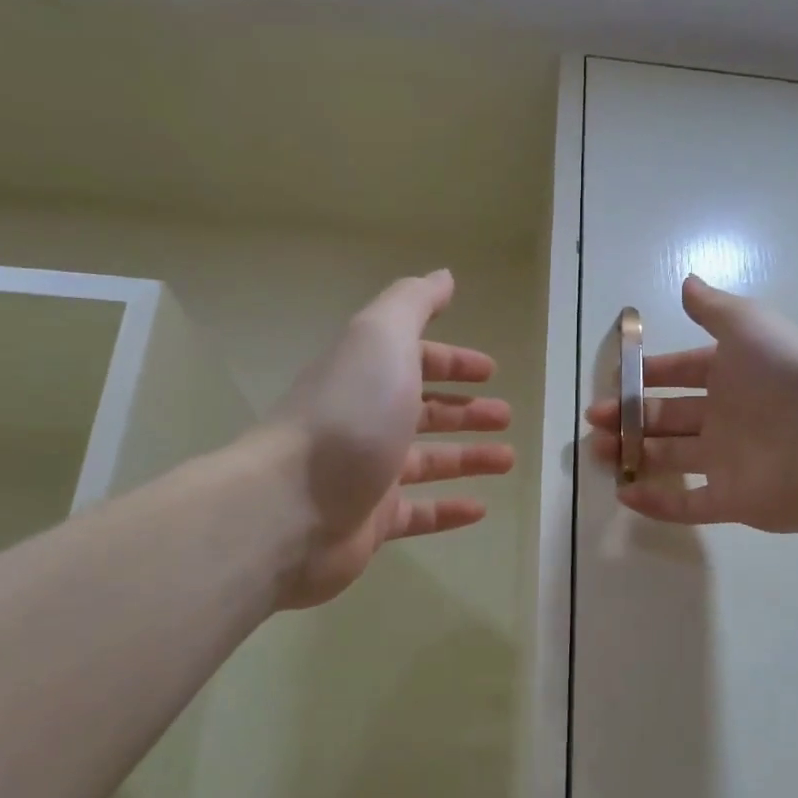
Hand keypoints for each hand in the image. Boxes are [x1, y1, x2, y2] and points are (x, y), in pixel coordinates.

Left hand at [270, 270, 513, 607]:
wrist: (290, 506)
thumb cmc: (348, 416)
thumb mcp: (381, 339)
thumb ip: (413, 303)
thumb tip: (443, 276)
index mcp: (367, 375)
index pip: (414, 360)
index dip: (452, 361)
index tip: (491, 371)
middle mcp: (365, 420)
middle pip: (423, 410)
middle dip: (466, 410)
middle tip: (505, 416)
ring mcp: (367, 472)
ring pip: (428, 461)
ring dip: (468, 457)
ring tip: (507, 459)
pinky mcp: (371, 521)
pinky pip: (419, 513)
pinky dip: (450, 510)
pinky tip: (481, 510)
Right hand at [587, 274, 797, 530]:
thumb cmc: (782, 374)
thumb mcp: (746, 325)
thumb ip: (713, 308)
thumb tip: (687, 282)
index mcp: (730, 376)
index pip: (680, 373)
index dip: (648, 375)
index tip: (615, 380)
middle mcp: (727, 417)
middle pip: (669, 417)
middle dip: (631, 417)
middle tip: (596, 421)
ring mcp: (729, 461)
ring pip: (671, 458)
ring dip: (634, 454)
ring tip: (599, 453)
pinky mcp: (733, 501)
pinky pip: (688, 504)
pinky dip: (656, 502)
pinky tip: (625, 495)